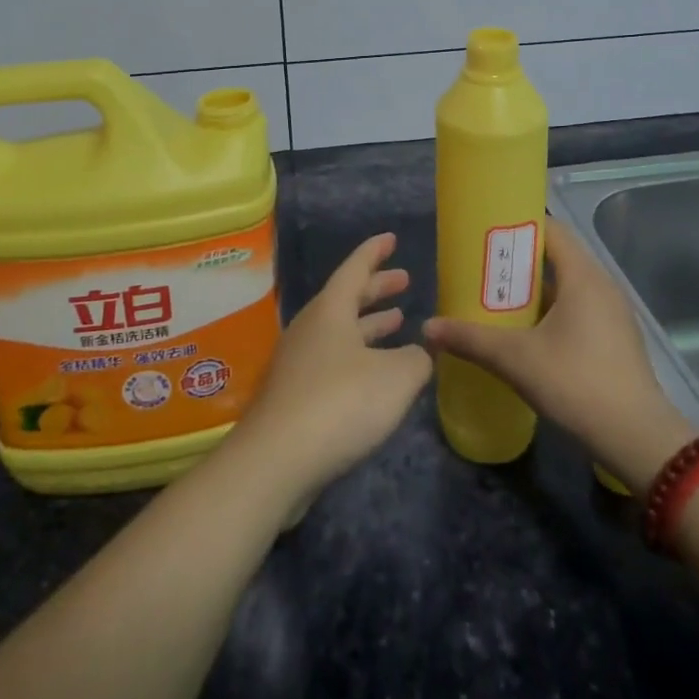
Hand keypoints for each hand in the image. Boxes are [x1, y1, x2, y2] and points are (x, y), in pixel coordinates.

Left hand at [230, 233, 431, 511]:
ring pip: (340, 331)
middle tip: (404, 279)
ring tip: (398, 321)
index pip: (355, 268)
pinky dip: (359, 356)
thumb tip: (421, 352)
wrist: (277, 461)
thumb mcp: (396, 377)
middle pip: (347, 298)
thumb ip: (416, 359)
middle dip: (377, 288)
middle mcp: (311, 328)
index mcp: (331, 310)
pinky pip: (333, 361)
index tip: (390, 238)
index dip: (375, 252)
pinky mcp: (295, 396)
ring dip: (369, 324)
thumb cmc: (340, 403)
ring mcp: (299, 362)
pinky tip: (377, 375)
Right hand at [424, 216, 697, 491]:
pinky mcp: (616, 338)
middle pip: (557, 256)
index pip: (551, 230)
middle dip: (520, 261)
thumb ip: (471, 339)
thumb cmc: (576, 383)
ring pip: (568, 285)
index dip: (518, 228)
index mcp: (583, 275)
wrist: (637, 439)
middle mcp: (602, 284)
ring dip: (536, 289)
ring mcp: (613, 312)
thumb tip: (428, 328)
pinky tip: (528, 333)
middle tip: (483, 270)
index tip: (486, 236)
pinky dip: (553, 310)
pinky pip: (579, 308)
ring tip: (499, 300)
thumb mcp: (516, 359)